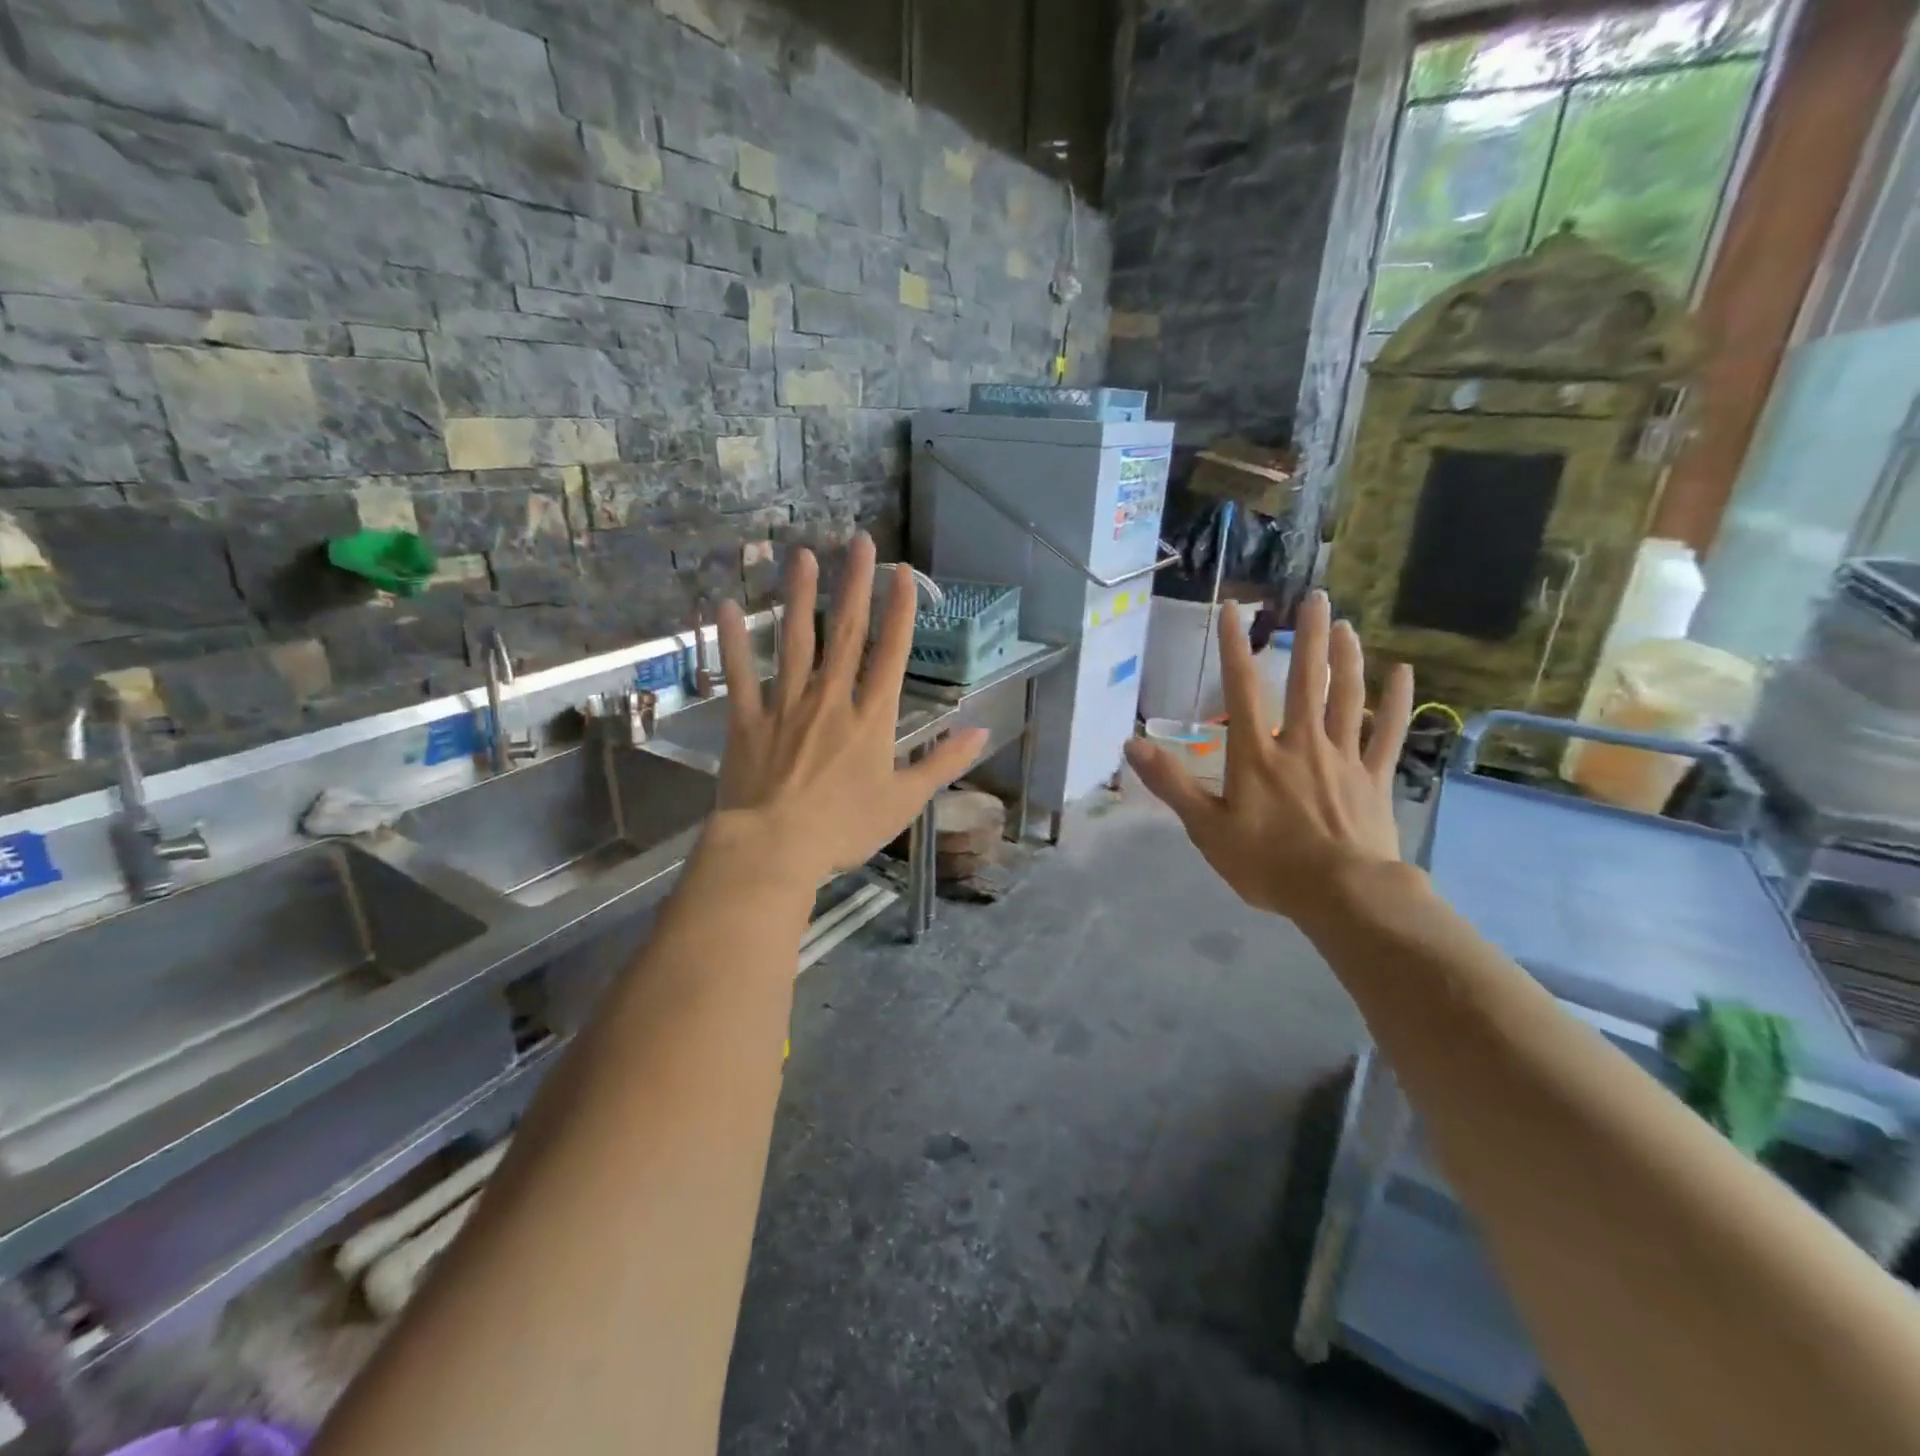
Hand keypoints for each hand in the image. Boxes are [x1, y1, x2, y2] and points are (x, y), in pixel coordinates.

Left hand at [708, 533, 988, 888]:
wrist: (775, 848)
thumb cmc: (845, 828)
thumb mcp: (905, 801)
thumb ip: (943, 762)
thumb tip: (982, 731)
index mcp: (871, 718)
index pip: (891, 653)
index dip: (899, 610)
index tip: (902, 572)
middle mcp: (830, 699)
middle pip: (845, 633)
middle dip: (855, 584)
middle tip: (858, 540)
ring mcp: (785, 705)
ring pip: (794, 640)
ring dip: (800, 596)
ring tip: (803, 555)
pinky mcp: (747, 720)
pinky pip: (740, 673)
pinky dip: (733, 639)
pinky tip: (727, 605)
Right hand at [1123, 591, 1413, 923]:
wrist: (1342, 896)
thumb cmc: (1267, 864)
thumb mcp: (1206, 828)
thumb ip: (1172, 783)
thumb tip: (1131, 744)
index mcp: (1257, 755)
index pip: (1242, 689)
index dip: (1233, 647)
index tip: (1233, 609)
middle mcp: (1301, 743)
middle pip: (1307, 681)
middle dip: (1309, 637)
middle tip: (1316, 597)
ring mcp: (1343, 758)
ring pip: (1347, 698)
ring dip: (1348, 658)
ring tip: (1347, 625)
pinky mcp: (1373, 779)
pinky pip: (1388, 733)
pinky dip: (1396, 701)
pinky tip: (1403, 672)